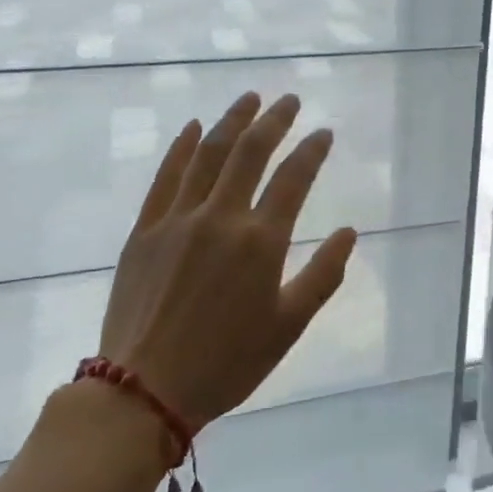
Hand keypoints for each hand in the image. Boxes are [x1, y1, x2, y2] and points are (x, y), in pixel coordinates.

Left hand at [99, 91, 357, 431]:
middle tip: (289, 100)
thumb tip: (349, 232)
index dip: (312, 150)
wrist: (143, 392)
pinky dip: (181, 148)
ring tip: (249, 98)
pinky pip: (165, 177)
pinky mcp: (144, 230)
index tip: (324, 133)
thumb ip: (323, 275)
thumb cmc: (227, 363)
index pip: (294, 178)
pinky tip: (192, 127)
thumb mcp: (288, 326)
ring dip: (231, 121)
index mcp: (260, 241)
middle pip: (250, 152)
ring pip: (208, 154)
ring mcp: (177, 219)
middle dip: (274, 120)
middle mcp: (220, 218)